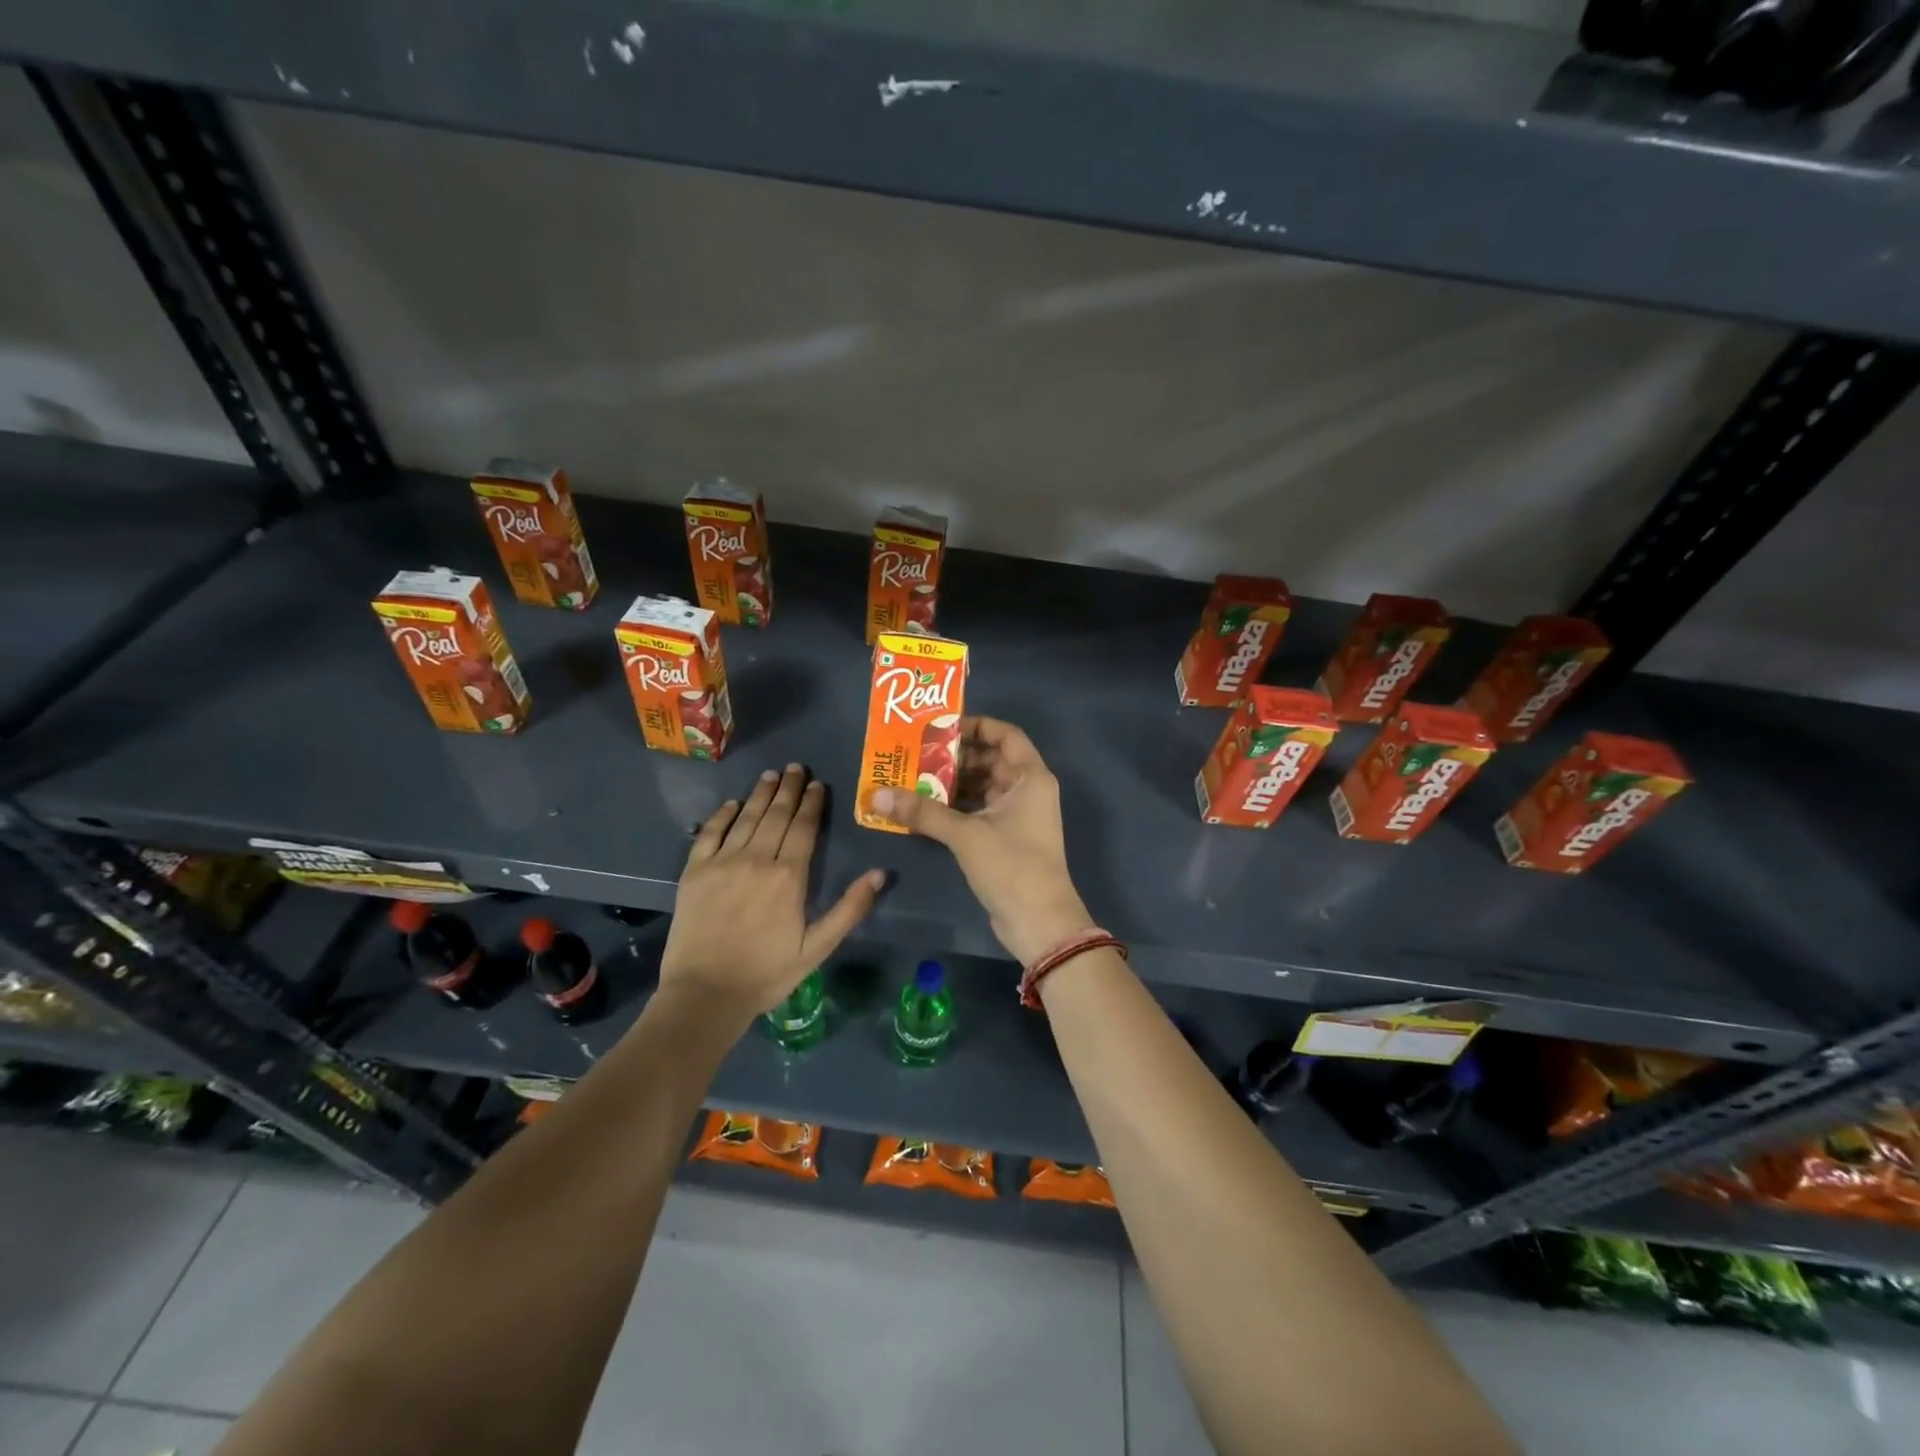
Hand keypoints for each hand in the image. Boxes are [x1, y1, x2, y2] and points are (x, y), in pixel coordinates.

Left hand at [661, 764, 885, 1019]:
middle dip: (788, 788)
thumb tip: (880, 873)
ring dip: (760, 793)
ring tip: (771, 775)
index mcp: (789, 876)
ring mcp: (722, 862)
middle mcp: (756, 859)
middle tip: (795, 767)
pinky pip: (709, 833)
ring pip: (746, 817)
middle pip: (776, 814)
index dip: (812, 803)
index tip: (817, 783)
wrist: (705, 995)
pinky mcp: (694, 872)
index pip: (803, 827)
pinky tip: (733, 803)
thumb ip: (850, 908)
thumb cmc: (767, 973)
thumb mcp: (818, 948)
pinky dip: (723, 814)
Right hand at [871, 717, 1094, 963]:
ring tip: (913, 779)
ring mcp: (1018, 817)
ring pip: (982, 788)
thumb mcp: (965, 834)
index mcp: (1030, 777)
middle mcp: (1028, 791)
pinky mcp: (1007, 840)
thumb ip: (922, 812)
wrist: (1040, 923)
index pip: (1005, 735)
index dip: (976, 725)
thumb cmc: (1011, 866)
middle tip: (916, 754)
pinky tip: (925, 810)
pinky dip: (956, 808)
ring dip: (952, 784)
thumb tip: (878, 795)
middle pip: (990, 760)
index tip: (941, 727)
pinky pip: (979, 812)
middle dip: (955, 757)